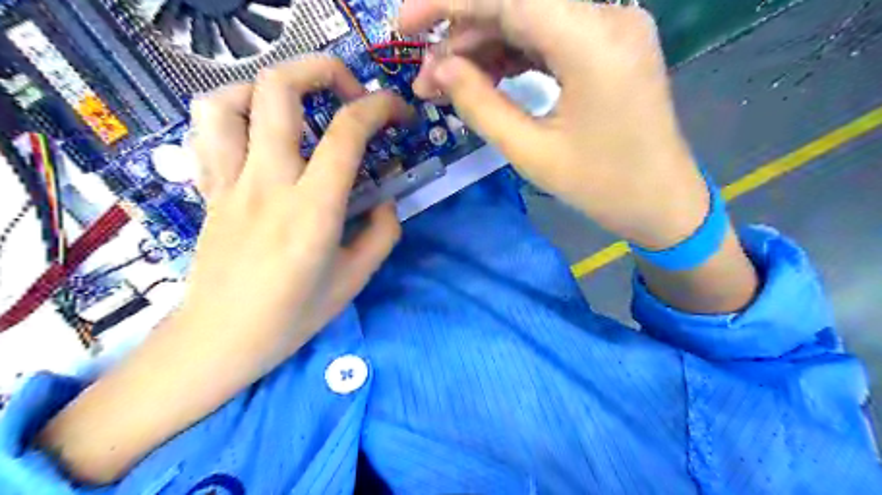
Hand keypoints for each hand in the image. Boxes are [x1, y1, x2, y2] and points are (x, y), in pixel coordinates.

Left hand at [39, 58, 413, 487]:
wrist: (220, 340)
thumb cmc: (293, 316)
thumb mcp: (356, 279)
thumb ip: (383, 233)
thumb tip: (386, 200)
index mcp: (312, 209)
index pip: (347, 132)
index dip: (379, 107)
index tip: (398, 112)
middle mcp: (267, 183)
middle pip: (280, 88)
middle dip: (324, 70)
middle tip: (350, 93)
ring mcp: (229, 182)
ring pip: (229, 98)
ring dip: (271, 86)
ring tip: (299, 107)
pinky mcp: (209, 189)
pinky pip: (207, 130)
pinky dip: (233, 111)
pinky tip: (258, 131)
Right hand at [400, 0, 707, 248]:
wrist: (662, 203)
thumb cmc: (603, 187)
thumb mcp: (532, 153)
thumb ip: (481, 105)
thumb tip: (440, 70)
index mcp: (592, 42)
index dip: (448, 3)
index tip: (404, 26)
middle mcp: (608, 18)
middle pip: (517, 5)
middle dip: (462, 36)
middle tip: (426, 77)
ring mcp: (612, 29)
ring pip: (530, 20)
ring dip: (484, 48)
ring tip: (447, 85)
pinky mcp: (608, 48)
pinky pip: (549, 39)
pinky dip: (512, 57)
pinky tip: (483, 80)